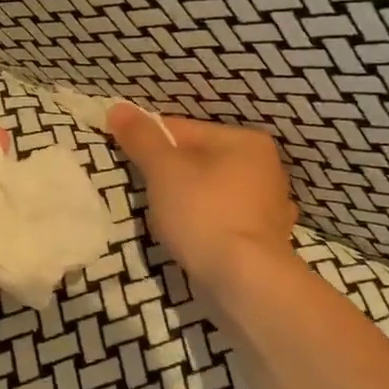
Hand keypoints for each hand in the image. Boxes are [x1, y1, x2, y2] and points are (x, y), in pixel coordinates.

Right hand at [108, 104, 298, 290]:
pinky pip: (224, 220)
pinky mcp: (266, 240)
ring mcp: (270, 206)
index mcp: (246, 141)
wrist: (245, 281)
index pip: (183, 130)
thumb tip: (117, 107)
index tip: (127, 160)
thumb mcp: (164, 170)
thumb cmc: (204, 214)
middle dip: (170, 175)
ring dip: (188, 202)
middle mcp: (266, 168)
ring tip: (168, 222)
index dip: (149, 143)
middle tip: (148, 196)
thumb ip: (141, 138)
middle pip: (199, 160)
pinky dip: (207, 225)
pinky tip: (194, 239)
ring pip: (212, 192)